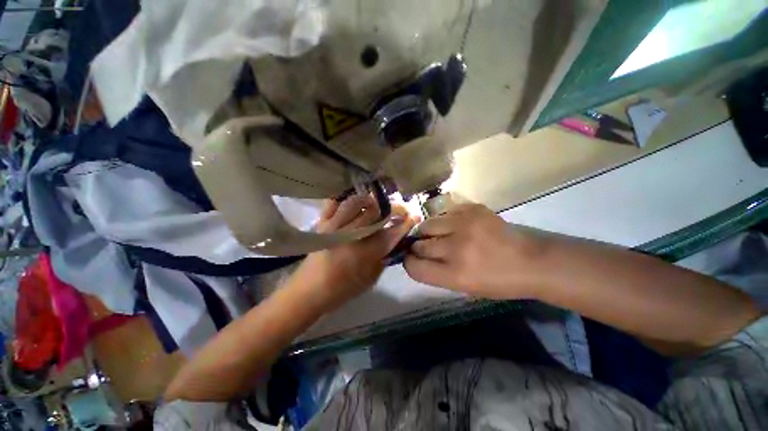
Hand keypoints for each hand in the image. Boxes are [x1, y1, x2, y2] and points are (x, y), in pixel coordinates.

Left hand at [291, 195, 416, 310]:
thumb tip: (391, 241)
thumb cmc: (341, 289)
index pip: (390, 232)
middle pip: (374, 212)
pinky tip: (349, 206)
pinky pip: (332, 204)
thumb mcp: (369, 279)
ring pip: (355, 203)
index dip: (404, 223)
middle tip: (396, 211)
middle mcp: (350, 234)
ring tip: (374, 206)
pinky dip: (342, 201)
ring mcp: (334, 226)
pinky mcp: (322, 224)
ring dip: (369, 201)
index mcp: (365, 252)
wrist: (308, 291)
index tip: (413, 216)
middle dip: (390, 209)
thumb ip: (383, 258)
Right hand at [404, 204, 549, 298]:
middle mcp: (456, 248)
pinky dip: (445, 221)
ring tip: (440, 234)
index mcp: (455, 275)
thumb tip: (415, 257)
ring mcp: (464, 224)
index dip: (409, 263)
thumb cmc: (499, 282)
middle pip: (418, 245)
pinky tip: (456, 226)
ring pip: (427, 224)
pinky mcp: (472, 209)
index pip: (414, 267)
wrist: (532, 260)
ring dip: (428, 232)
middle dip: (418, 247)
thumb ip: (436, 273)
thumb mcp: (464, 288)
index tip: (412, 259)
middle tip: (427, 247)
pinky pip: (444, 213)